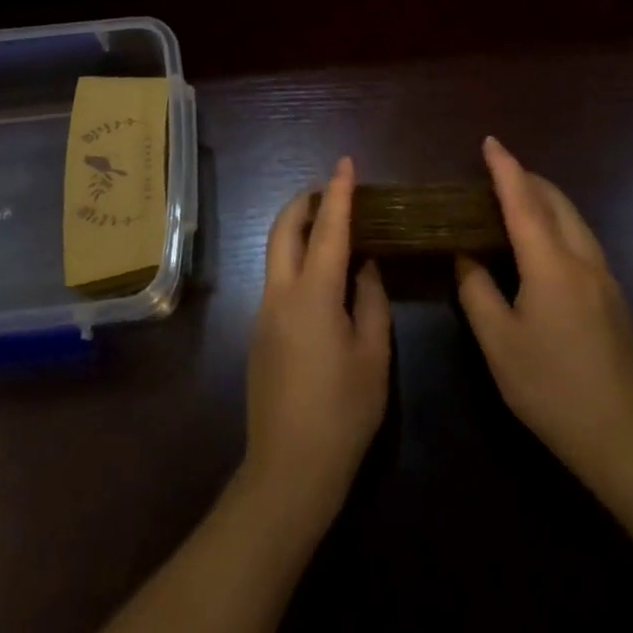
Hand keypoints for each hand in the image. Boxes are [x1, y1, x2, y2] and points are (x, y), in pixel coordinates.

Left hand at [243, 157, 391, 533]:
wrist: (288, 469)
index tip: (346, 163)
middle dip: (305, 201)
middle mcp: (281, 293)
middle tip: (332, 191)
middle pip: (284, 228)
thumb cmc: (343, 413)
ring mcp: (264, 311)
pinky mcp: (259, 331)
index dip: (338, 193)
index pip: (328, 229)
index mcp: (314, 295)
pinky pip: (277, 277)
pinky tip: (321, 276)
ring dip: (298, 228)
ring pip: (275, 251)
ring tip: (329, 227)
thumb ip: (371, 302)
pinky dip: (296, 258)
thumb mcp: (373, 356)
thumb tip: (367, 266)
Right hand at [456, 137, 632, 482]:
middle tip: (498, 172)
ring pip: (575, 220)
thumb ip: (477, 291)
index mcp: (551, 265)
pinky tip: (545, 243)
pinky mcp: (615, 298)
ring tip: (518, 199)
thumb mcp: (499, 342)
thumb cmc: (551, 388)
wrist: (623, 438)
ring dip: (546, 200)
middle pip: (556, 202)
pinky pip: (583, 240)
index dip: (505, 168)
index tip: (490, 141)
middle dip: (528, 178)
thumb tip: (466, 256)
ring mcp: (605, 278)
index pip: (524, 202)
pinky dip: (559, 223)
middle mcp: (583, 260)